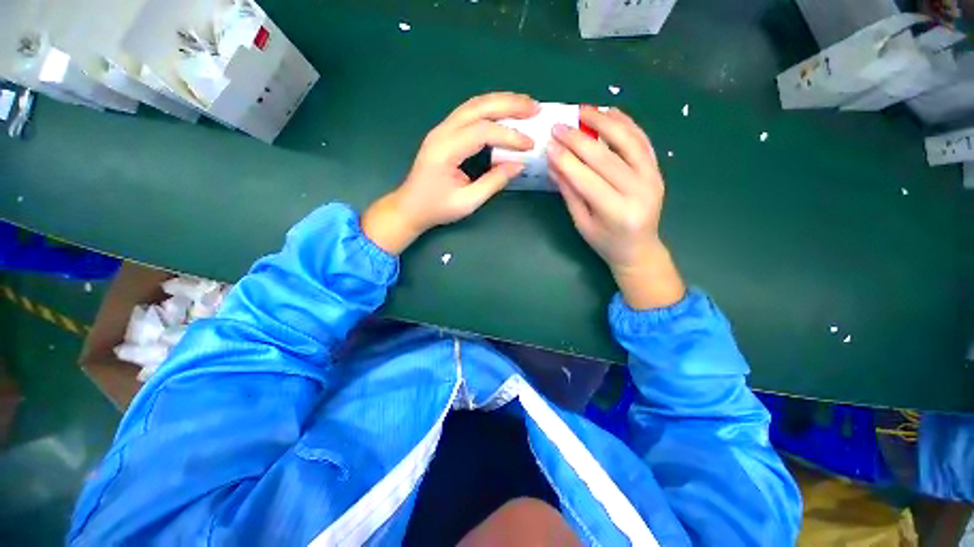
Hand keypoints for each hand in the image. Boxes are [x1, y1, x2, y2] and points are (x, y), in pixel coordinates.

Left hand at [362, 92, 537, 254]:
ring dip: (501, 102)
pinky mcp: (444, 133)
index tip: (529, 145)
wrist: (410, 207)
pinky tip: (504, 113)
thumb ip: (494, 182)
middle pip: (478, 107)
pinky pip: (469, 113)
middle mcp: (442, 132)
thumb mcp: (468, 201)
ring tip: (525, 106)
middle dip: (509, 104)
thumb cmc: (436, 208)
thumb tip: (519, 164)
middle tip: (535, 108)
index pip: (482, 132)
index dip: (509, 136)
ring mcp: (441, 129)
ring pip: (473, 105)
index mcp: (445, 150)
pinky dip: (490, 109)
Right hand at [548, 106, 684, 309]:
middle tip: (559, 126)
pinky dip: (627, 124)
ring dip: (605, 122)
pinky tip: (611, 112)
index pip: (586, 179)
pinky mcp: (657, 171)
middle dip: (579, 139)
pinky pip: (642, 142)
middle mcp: (638, 192)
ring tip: (585, 110)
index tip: (549, 144)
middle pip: (605, 158)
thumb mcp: (582, 223)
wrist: (639, 249)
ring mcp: (652, 178)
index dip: (566, 160)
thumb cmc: (605, 242)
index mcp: (616, 212)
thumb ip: (570, 193)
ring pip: (628, 142)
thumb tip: (553, 164)